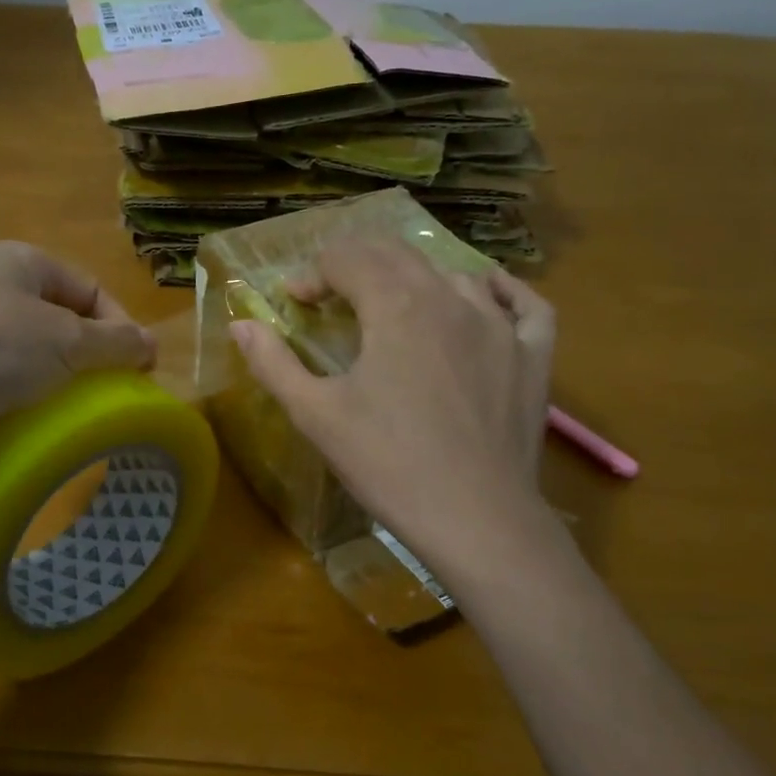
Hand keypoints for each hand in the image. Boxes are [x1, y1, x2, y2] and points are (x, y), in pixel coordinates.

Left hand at [0, 241, 155, 431]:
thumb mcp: (66, 342)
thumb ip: (116, 342)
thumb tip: (151, 344)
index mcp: (21, 261)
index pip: (91, 288)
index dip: (122, 326)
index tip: (139, 372)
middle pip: (59, 319)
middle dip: (86, 357)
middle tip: (103, 396)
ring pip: (25, 351)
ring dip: (50, 380)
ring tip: (62, 413)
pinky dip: (12, 396)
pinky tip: (15, 420)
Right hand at [230, 240, 557, 581]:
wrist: (476, 520)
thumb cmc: (388, 464)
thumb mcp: (317, 415)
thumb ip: (274, 363)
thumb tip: (240, 324)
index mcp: (396, 305)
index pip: (347, 259)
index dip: (313, 274)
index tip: (295, 301)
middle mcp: (450, 298)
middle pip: (397, 255)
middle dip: (357, 264)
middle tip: (333, 293)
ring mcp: (501, 324)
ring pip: (454, 275)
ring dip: (415, 280)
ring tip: (394, 308)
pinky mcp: (534, 355)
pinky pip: (525, 304)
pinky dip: (502, 291)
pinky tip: (485, 297)